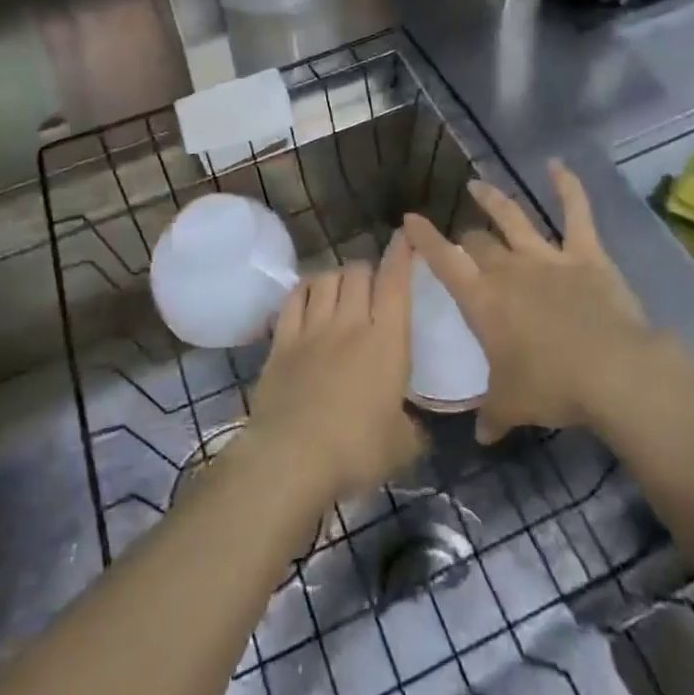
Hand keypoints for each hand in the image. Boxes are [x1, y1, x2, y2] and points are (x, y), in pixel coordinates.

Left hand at [247, 239, 424, 503]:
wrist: (292, 458)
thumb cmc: (356, 451)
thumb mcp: (402, 446)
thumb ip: (411, 427)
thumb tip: (411, 426)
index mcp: (387, 342)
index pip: (396, 283)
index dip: (401, 255)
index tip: (406, 236)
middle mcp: (351, 323)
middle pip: (358, 272)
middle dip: (368, 270)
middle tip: (371, 284)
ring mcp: (312, 328)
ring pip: (326, 278)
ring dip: (337, 276)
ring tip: (340, 288)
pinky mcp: (282, 340)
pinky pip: (294, 298)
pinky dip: (304, 289)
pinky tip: (308, 294)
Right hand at [404, 161, 654, 443]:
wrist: (612, 372)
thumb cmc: (552, 387)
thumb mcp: (512, 405)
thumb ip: (491, 414)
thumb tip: (480, 435)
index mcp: (483, 300)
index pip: (444, 262)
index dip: (424, 239)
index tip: (409, 219)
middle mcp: (509, 270)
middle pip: (479, 243)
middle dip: (467, 238)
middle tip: (463, 240)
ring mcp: (547, 257)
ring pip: (514, 218)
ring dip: (495, 201)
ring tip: (478, 186)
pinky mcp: (586, 255)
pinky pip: (576, 213)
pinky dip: (567, 187)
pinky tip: (557, 164)